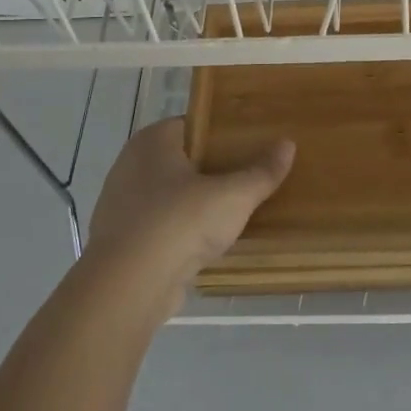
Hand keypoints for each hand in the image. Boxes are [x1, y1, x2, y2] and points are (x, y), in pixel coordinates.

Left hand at [82, 117, 294, 315]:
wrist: (129, 286)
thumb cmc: (181, 222)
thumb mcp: (234, 195)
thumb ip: (262, 172)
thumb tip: (288, 145)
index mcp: (153, 141)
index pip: (192, 125)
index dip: (221, 132)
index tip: (250, 143)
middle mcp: (131, 165)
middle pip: (181, 160)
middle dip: (212, 168)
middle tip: (248, 175)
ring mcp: (122, 205)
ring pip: (169, 195)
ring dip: (195, 203)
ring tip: (233, 210)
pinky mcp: (123, 241)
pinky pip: (160, 226)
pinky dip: (180, 231)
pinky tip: (206, 242)